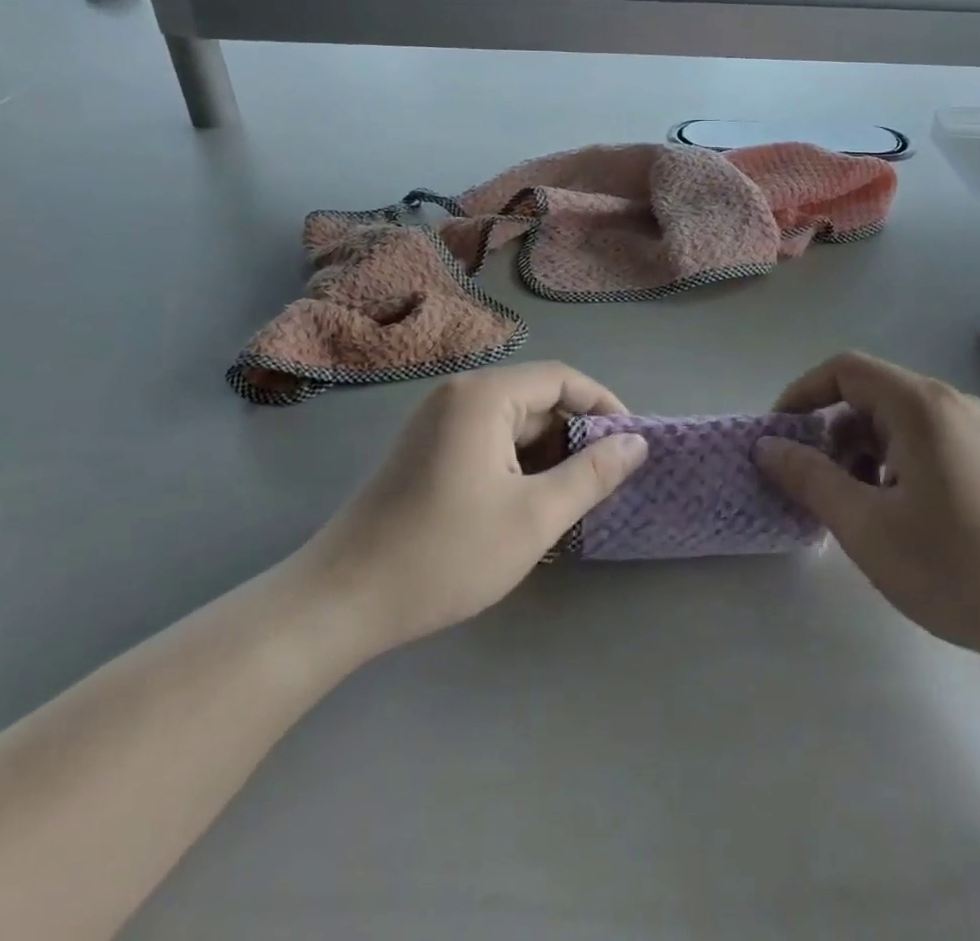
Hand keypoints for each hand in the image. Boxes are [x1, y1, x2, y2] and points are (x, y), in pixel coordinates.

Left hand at [285, 363, 646, 664]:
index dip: (604, 406)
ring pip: (513, 425)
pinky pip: (488, 442)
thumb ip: (592, 475)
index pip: (561, 379)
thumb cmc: (445, 554)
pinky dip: (517, 466)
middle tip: (602, 484)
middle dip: (574, 437)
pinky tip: (526, 506)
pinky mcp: (426, 450)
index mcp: (484, 396)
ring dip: (547, 456)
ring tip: (568, 502)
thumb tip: (637, 443)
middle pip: (536, 400)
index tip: (631, 446)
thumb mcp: (534, 517)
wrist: (342, 601)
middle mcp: (458, 395)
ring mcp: (437, 423)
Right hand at [756, 352, 979, 714]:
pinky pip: (926, 441)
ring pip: (898, 421)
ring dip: (861, 451)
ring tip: (854, 505)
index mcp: (919, 406)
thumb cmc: (957, 568)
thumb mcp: (866, 527)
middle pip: (870, 394)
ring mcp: (978, 430)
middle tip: (812, 481)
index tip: (778, 436)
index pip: (843, 370)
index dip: (801, 394)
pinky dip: (894, 462)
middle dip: (830, 431)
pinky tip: (897, 514)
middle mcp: (950, 403)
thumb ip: (809, 478)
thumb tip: (767, 446)